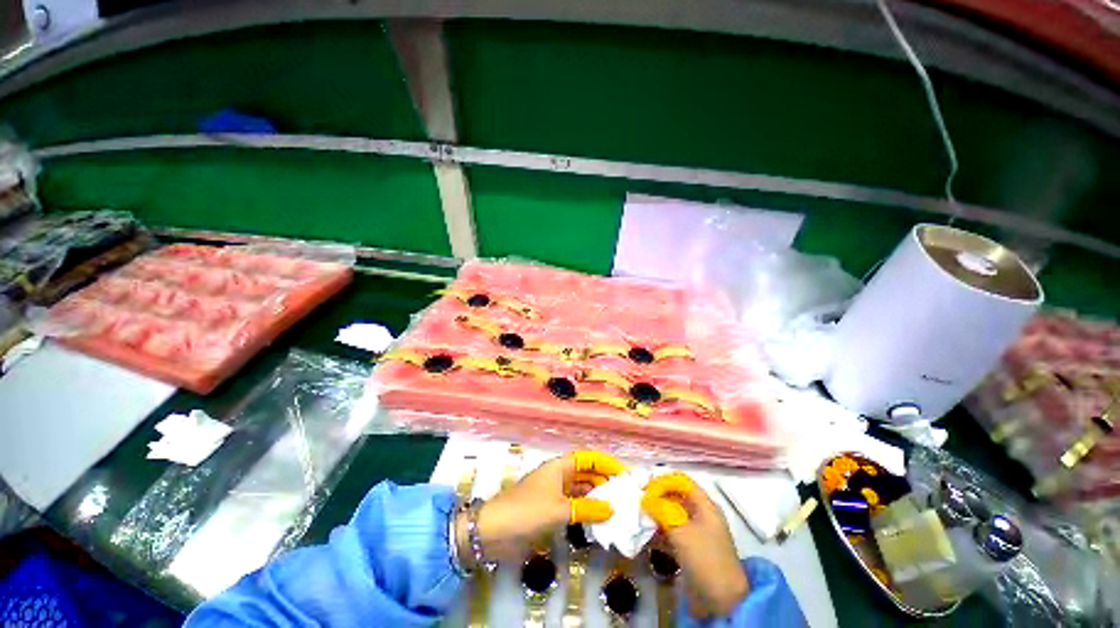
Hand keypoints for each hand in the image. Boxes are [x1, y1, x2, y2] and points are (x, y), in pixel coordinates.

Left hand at [456, 451, 623, 563]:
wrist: (494, 531)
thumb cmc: (527, 511)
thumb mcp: (559, 509)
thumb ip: (587, 509)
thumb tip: (613, 509)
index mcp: (560, 466)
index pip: (588, 459)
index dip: (606, 463)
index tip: (624, 474)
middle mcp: (558, 476)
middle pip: (586, 473)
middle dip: (604, 481)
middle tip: (625, 494)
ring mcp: (554, 493)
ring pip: (581, 490)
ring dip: (596, 497)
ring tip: (617, 507)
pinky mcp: (550, 509)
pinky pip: (574, 505)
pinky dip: (586, 510)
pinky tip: (598, 520)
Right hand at [642, 472, 748, 616]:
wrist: (722, 601)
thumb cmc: (705, 559)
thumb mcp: (681, 531)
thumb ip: (661, 510)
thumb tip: (645, 498)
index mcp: (705, 506)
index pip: (682, 482)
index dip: (664, 481)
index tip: (645, 487)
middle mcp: (701, 515)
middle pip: (676, 497)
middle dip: (657, 497)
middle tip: (638, 500)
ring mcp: (696, 533)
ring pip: (672, 515)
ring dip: (656, 514)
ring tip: (639, 516)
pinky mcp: (690, 549)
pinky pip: (671, 532)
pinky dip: (659, 531)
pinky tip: (645, 534)